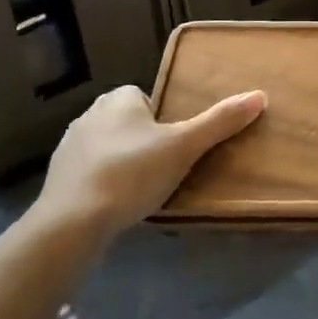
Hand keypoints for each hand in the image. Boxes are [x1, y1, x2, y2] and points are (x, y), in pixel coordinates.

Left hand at [34, 84, 265, 243]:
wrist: (72, 222)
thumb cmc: (132, 173)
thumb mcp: (185, 147)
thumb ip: (220, 122)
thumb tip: (260, 96)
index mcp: (118, 99)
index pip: (146, 97)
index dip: (162, 119)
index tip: (175, 144)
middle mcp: (90, 114)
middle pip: (128, 121)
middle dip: (143, 140)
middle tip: (164, 167)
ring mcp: (69, 147)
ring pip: (107, 147)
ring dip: (122, 161)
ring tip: (141, 189)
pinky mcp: (57, 178)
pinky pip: (89, 172)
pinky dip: (102, 183)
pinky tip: (115, 204)